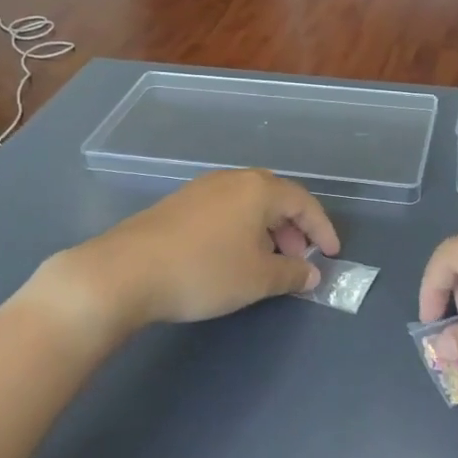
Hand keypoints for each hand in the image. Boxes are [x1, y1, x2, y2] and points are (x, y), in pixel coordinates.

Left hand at [35, 170, 339, 332]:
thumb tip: (312, 273)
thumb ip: (292, 274)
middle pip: (276, 198)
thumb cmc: (204, 271)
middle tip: (298, 260)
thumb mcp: (257, 279)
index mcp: (258, 189)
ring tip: (266, 262)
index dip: (323, 229)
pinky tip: (231, 256)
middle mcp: (232, 179)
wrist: (125, 272)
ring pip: (248, 203)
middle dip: (294, 229)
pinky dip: (241, 229)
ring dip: (267, 230)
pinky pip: (225, 209)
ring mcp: (202, 188)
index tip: (333, 255)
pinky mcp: (179, 203)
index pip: (304, 202)